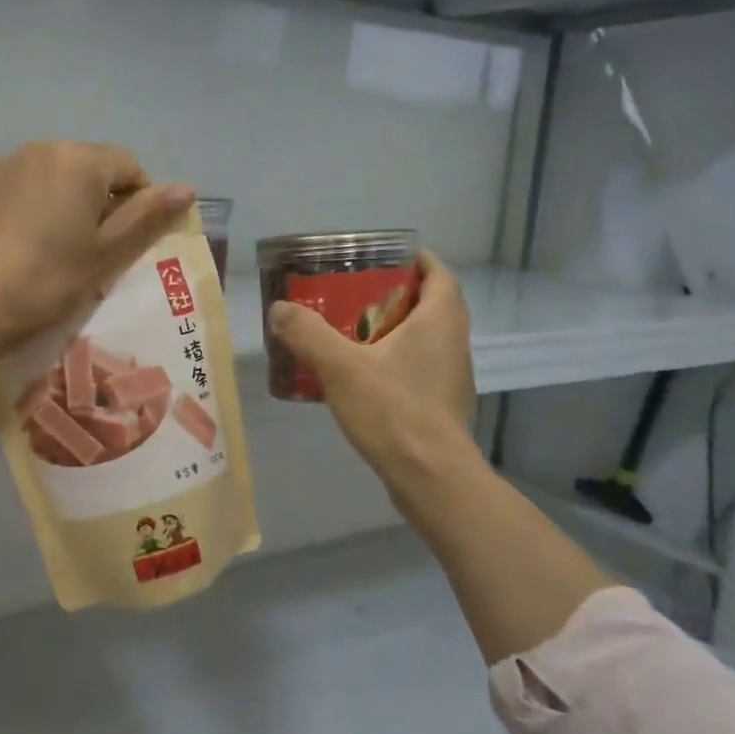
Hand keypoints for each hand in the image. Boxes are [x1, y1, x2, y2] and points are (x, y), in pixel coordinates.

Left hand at [0, 141, 193, 349]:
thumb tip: (186, 188)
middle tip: (85, 248)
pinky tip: (8, 245)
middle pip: (83, 167)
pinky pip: (7, 189)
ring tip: (43, 248)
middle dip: (92, 199)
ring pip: (42, 177)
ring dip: (53, 200)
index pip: (127, 165)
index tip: (123, 240)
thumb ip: (147, 216)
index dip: (136, 201)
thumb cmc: (50, 280)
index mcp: (79, 160)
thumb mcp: (107, 253)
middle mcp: (38, 148)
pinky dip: (16, 208)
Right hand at [268, 252, 478, 486]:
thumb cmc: (393, 410)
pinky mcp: (442, 404)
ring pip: (425, 337)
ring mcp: (452, 375)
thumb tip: (280, 309)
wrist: (431, 477)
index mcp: (439, 319)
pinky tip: (361, 375)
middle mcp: (454, 341)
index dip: (414, 258)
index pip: (437, 272)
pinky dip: (395, 360)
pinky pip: (419, 366)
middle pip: (430, 303)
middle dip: (396, 292)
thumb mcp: (340, 366)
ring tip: (351, 330)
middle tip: (355, 291)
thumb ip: (308, 334)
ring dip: (394, 328)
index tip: (382, 256)